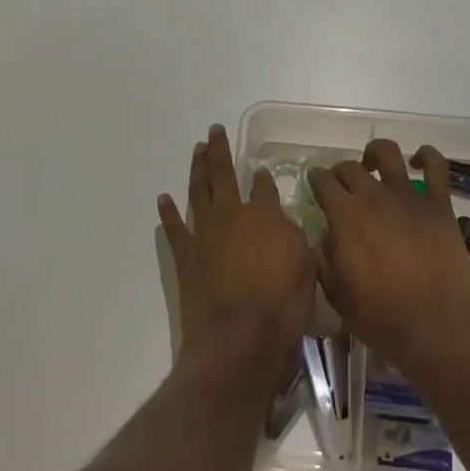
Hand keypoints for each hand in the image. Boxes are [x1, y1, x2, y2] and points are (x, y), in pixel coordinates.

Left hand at [159, 125, 317, 380]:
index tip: (261, 170)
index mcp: (263, 215)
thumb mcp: (305, 267)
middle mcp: (230, 215)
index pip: (263, 187)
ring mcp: (204, 234)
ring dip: (196, 168)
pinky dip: (168, 212)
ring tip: (196, 150)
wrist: (238, 339)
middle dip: (219, 151)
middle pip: (222, 174)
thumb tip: (283, 220)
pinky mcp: (185, 257)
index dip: (263, 177)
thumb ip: (294, 238)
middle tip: (214, 131)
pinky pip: (174, 228)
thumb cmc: (281, 305)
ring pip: (197, 191)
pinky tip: (163, 198)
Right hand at [309, 140, 469, 376]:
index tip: (315, 187)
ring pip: (387, 153)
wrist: (433, 326)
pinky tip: (418, 161)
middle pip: (349, 167)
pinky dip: (426, 156)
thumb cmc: (379, 315)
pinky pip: (436, 166)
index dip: (316, 180)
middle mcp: (373, 196)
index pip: (322, 180)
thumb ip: (322, 257)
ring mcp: (408, 196)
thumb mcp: (334, 292)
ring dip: (375, 154)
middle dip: (340, 173)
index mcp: (344, 215)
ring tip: (373, 165)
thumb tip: (322, 236)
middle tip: (341, 187)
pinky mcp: (438, 204)